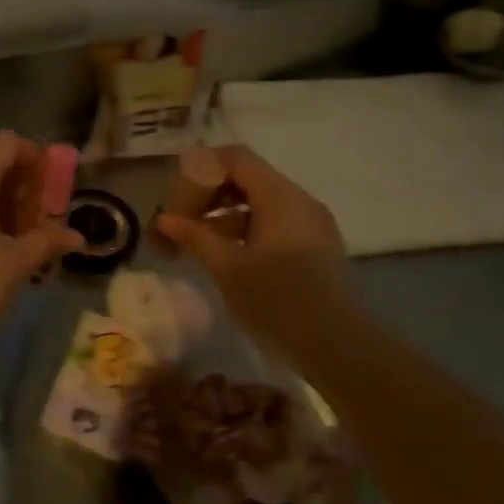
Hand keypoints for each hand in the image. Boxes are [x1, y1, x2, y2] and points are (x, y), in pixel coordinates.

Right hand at [155, 146, 355, 355]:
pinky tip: (224, 258)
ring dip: (221, 215)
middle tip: (179, 225)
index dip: (199, 171)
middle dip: (206, 195)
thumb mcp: (228, 268)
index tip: (178, 203)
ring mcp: (310, 223)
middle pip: (244, 176)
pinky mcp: (314, 246)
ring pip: (256, 201)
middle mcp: (298, 200)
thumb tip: (165, 219)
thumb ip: (195, 237)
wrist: (338, 346)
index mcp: (279, 196)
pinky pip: (272, 222)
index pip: (233, 157)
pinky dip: (243, 230)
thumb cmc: (278, 301)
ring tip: (195, 246)